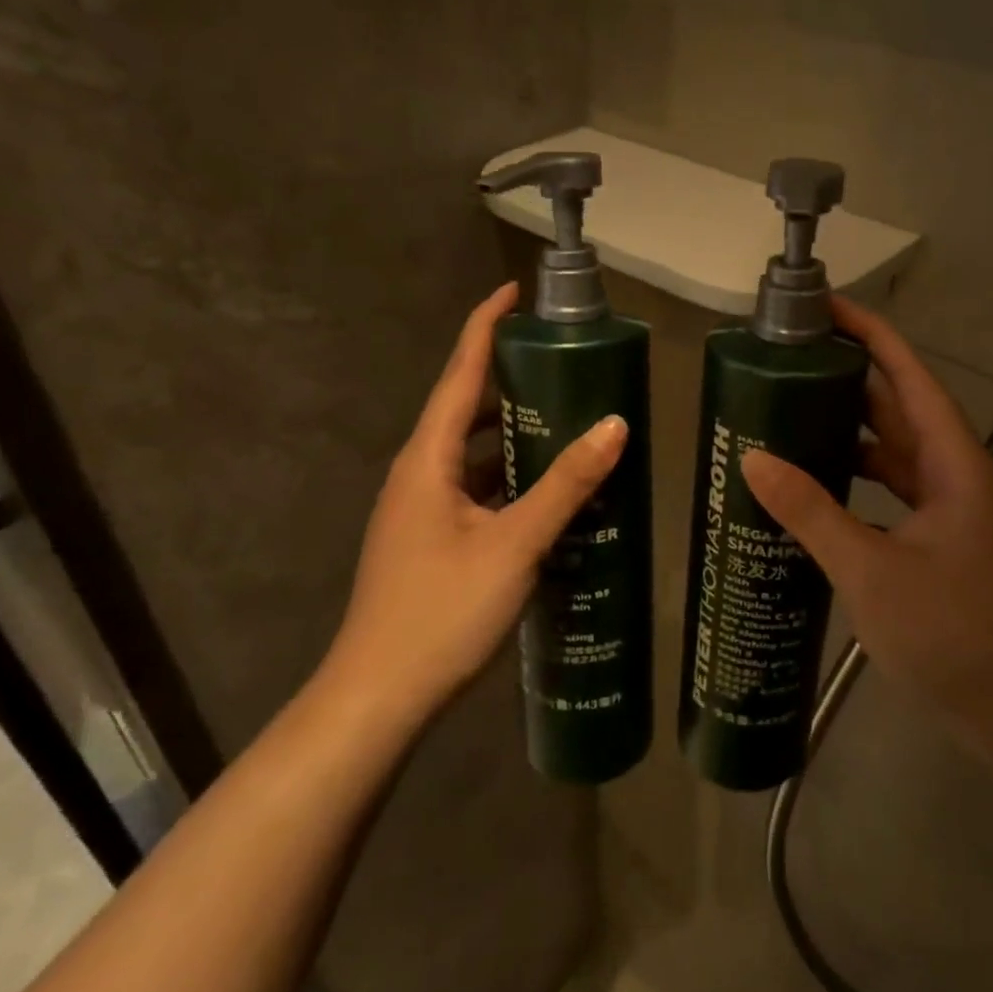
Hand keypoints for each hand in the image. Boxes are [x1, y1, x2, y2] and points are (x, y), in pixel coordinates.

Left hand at [322, 283, 627, 730]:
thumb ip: (565, 484)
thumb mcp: (514, 544)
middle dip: (509, 376)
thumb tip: (615, 425)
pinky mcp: (432, 539)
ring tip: (566, 415)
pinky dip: (509, 474)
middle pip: (465, 407)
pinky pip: (476, 487)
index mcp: (427, 459)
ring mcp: (422, 509)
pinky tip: (548, 489)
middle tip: (564, 359)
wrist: (378, 699)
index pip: (459, 373)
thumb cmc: (441, 613)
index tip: (515, 292)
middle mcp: (418, 474)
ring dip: (512, 430)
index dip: (486, 326)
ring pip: (472, 451)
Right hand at [741, 297, 992, 750]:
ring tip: (790, 416)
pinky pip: (893, 490)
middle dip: (849, 381)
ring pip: (895, 452)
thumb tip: (754, 459)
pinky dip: (857, 479)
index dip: (871, 336)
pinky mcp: (941, 540)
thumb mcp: (870, 571)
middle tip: (788, 364)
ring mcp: (951, 510)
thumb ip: (811, 513)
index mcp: (953, 465)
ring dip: (849, 432)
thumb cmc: (952, 635)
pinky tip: (816, 485)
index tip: (827, 308)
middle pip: (899, 409)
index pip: (909, 378)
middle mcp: (956, 475)